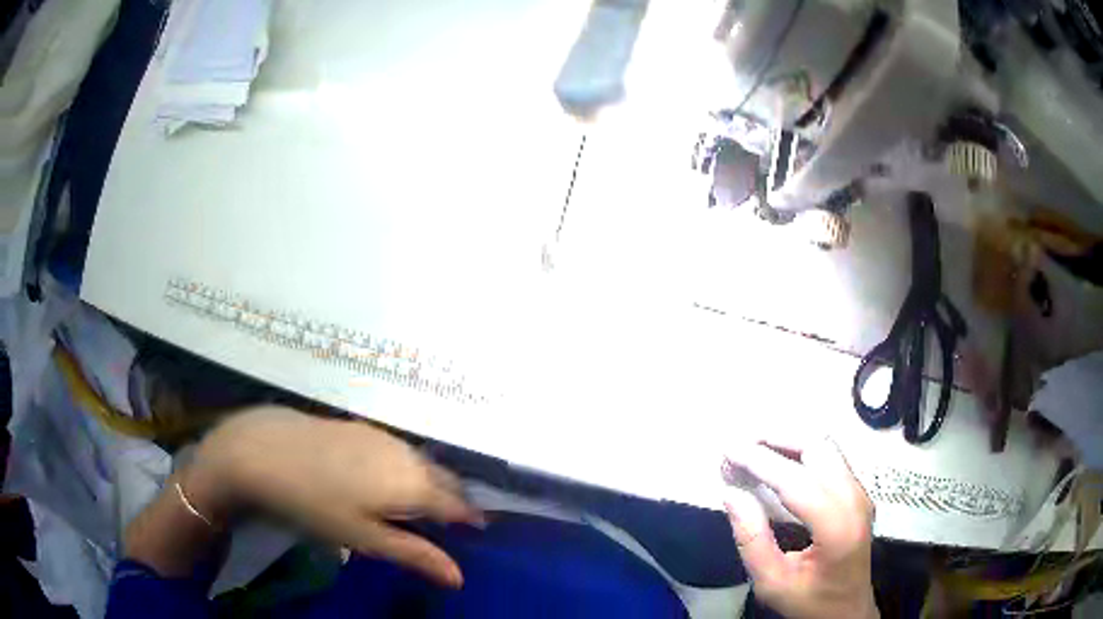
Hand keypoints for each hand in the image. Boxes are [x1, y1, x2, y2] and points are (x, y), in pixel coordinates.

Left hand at [184, 406, 483, 587]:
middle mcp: (406, 455)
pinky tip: (386, 476)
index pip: (457, 504)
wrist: (264, 450)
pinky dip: (406, 466)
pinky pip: (399, 449)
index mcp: (413, 485)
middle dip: (453, 498)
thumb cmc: (315, 504)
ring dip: (430, 481)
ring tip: (422, 503)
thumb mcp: (364, 538)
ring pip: (421, 461)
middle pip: (444, 478)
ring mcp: (383, 436)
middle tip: (452, 521)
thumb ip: (415, 555)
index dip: (470, 518)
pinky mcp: (361, 426)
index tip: (477, 530)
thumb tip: (459, 577)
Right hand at [723, 437, 877, 618]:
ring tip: (754, 449)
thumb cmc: (810, 601)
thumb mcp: (772, 583)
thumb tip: (732, 494)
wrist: (848, 610)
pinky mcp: (858, 492)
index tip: (727, 450)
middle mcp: (855, 499)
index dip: (760, 461)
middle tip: (740, 445)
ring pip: (826, 446)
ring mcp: (860, 492)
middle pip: (818, 447)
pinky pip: (830, 457)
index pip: (797, 481)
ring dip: (789, 440)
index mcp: (837, 527)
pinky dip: (801, 450)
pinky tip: (779, 460)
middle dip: (776, 438)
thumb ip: (752, 540)